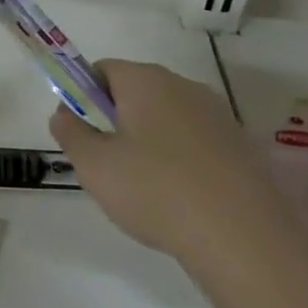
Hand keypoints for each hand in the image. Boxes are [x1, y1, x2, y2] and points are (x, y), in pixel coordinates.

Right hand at [52, 59, 307, 290]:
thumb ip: (71, 134)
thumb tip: (63, 113)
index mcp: (145, 80)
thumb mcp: (95, 166)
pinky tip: (182, 199)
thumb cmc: (156, 190)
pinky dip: (182, 160)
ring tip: (146, 189)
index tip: (81, 131)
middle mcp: (183, 85)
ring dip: (151, 142)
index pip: (103, 69)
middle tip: (108, 163)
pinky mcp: (241, 145)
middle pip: (137, 91)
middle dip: (118, 120)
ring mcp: (217, 114)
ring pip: (168, 118)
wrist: (244, 238)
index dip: (84, 95)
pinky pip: (197, 142)